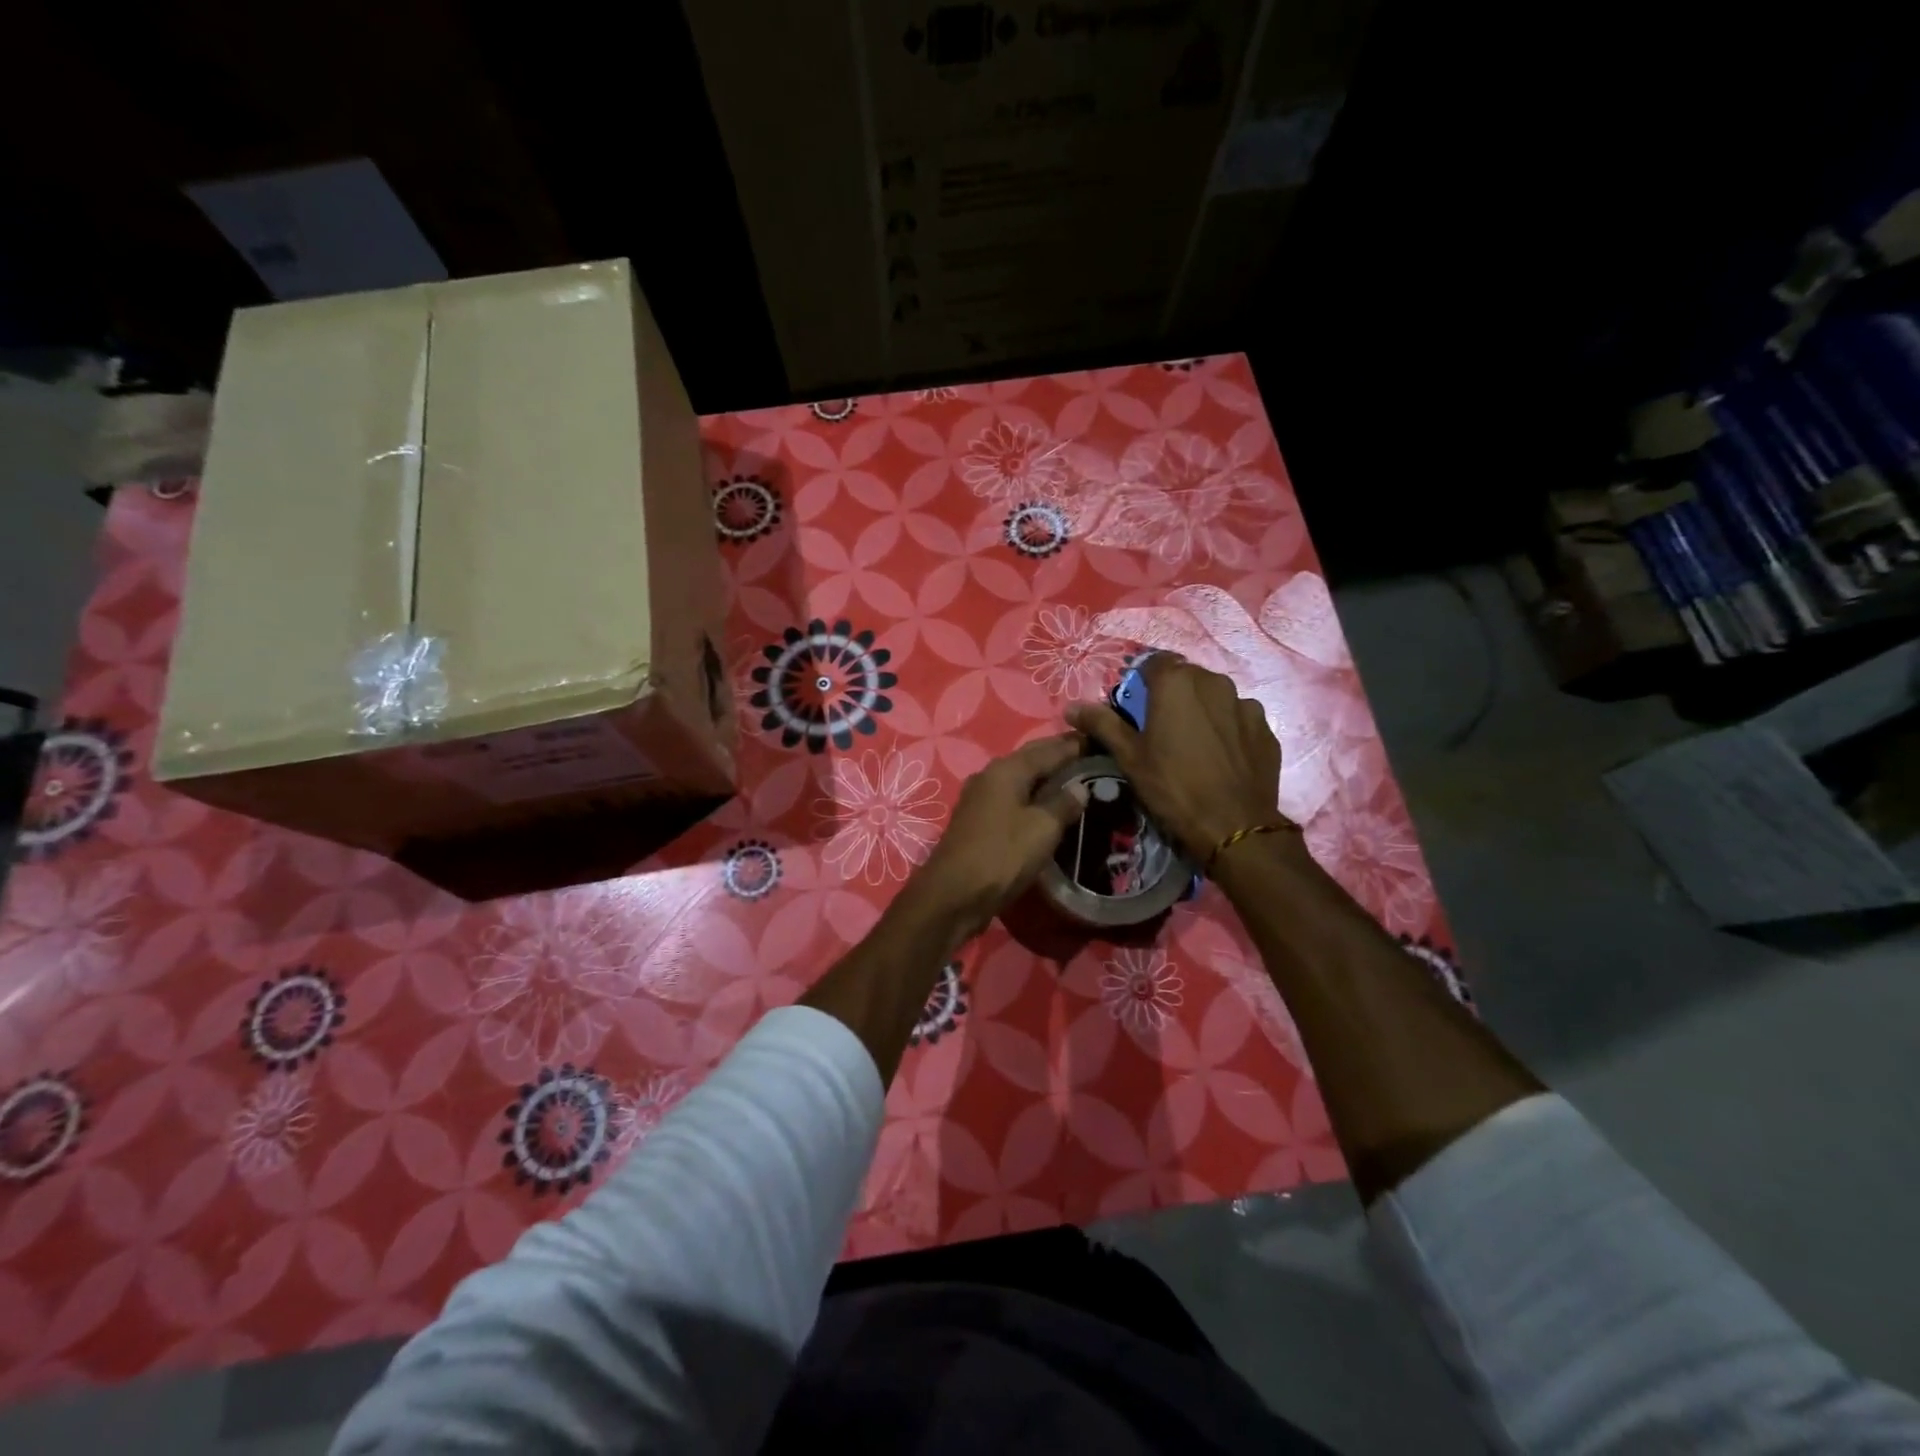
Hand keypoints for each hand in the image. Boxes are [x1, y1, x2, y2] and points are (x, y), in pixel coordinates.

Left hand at [905, 733, 1087, 944]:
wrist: (954, 894)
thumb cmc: (1002, 855)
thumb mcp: (1042, 828)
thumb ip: (1063, 803)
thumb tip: (1080, 787)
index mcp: (1007, 769)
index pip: (1049, 749)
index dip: (1075, 745)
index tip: (1100, 741)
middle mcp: (990, 776)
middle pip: (1031, 759)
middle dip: (1059, 756)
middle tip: (1091, 758)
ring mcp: (980, 799)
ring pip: (1020, 779)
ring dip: (1045, 778)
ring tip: (1075, 781)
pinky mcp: (978, 821)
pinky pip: (1012, 799)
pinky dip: (1032, 797)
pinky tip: (1046, 807)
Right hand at [1066, 654, 1283, 863]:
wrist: (1234, 826)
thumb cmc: (1173, 787)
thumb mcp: (1129, 757)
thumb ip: (1102, 724)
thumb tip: (1071, 707)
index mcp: (1176, 683)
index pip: (1153, 662)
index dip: (1141, 681)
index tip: (1135, 708)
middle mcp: (1214, 682)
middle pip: (1186, 678)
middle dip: (1172, 695)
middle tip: (1160, 729)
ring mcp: (1245, 704)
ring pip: (1215, 698)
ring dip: (1202, 711)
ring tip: (1193, 745)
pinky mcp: (1265, 729)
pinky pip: (1239, 719)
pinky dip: (1227, 730)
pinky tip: (1220, 758)